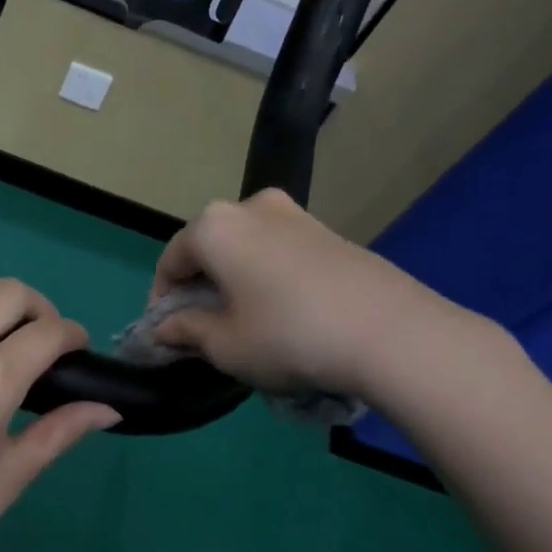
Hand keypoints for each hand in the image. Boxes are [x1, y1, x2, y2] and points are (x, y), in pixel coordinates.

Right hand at [150, 189, 489, 400]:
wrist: (389, 332)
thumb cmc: (287, 336)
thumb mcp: (225, 345)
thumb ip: (186, 331)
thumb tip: (165, 328)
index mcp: (215, 226)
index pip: (171, 260)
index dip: (162, 299)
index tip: (168, 333)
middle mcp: (251, 206)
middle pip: (208, 247)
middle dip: (198, 286)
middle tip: (203, 327)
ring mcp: (295, 214)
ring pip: (244, 246)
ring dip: (233, 279)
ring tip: (243, 320)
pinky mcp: (329, 232)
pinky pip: (278, 250)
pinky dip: (265, 275)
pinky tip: (280, 311)